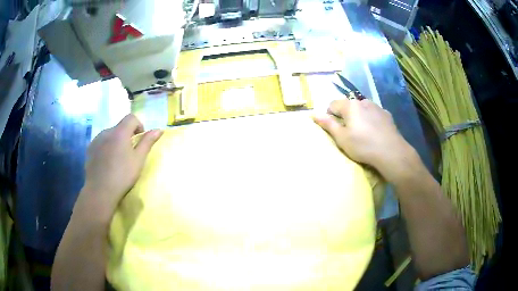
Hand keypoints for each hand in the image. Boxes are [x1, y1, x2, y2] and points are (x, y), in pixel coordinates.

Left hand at [77, 114, 162, 221]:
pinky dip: (106, 147)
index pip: (131, 118)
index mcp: (120, 132)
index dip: (138, 125)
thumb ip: (147, 142)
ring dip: (115, 141)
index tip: (139, 139)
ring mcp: (96, 140)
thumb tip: (159, 129)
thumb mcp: (138, 160)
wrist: (100, 191)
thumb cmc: (122, 176)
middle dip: (126, 135)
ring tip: (117, 159)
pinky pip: (101, 142)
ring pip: (109, 135)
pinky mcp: (90, 149)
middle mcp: (107, 131)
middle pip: (120, 127)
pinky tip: (106, 163)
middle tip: (129, 153)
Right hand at [313, 99, 417, 182]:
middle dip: (346, 116)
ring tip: (364, 133)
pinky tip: (375, 133)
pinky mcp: (387, 114)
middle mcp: (363, 101)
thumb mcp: (341, 138)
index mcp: (350, 106)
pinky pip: (374, 114)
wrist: (391, 152)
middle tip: (350, 133)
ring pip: (363, 109)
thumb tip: (313, 114)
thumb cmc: (363, 145)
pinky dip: (372, 120)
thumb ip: (328, 124)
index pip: (333, 104)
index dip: (330, 116)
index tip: (335, 129)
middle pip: (349, 106)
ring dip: (360, 117)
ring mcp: (377, 107)